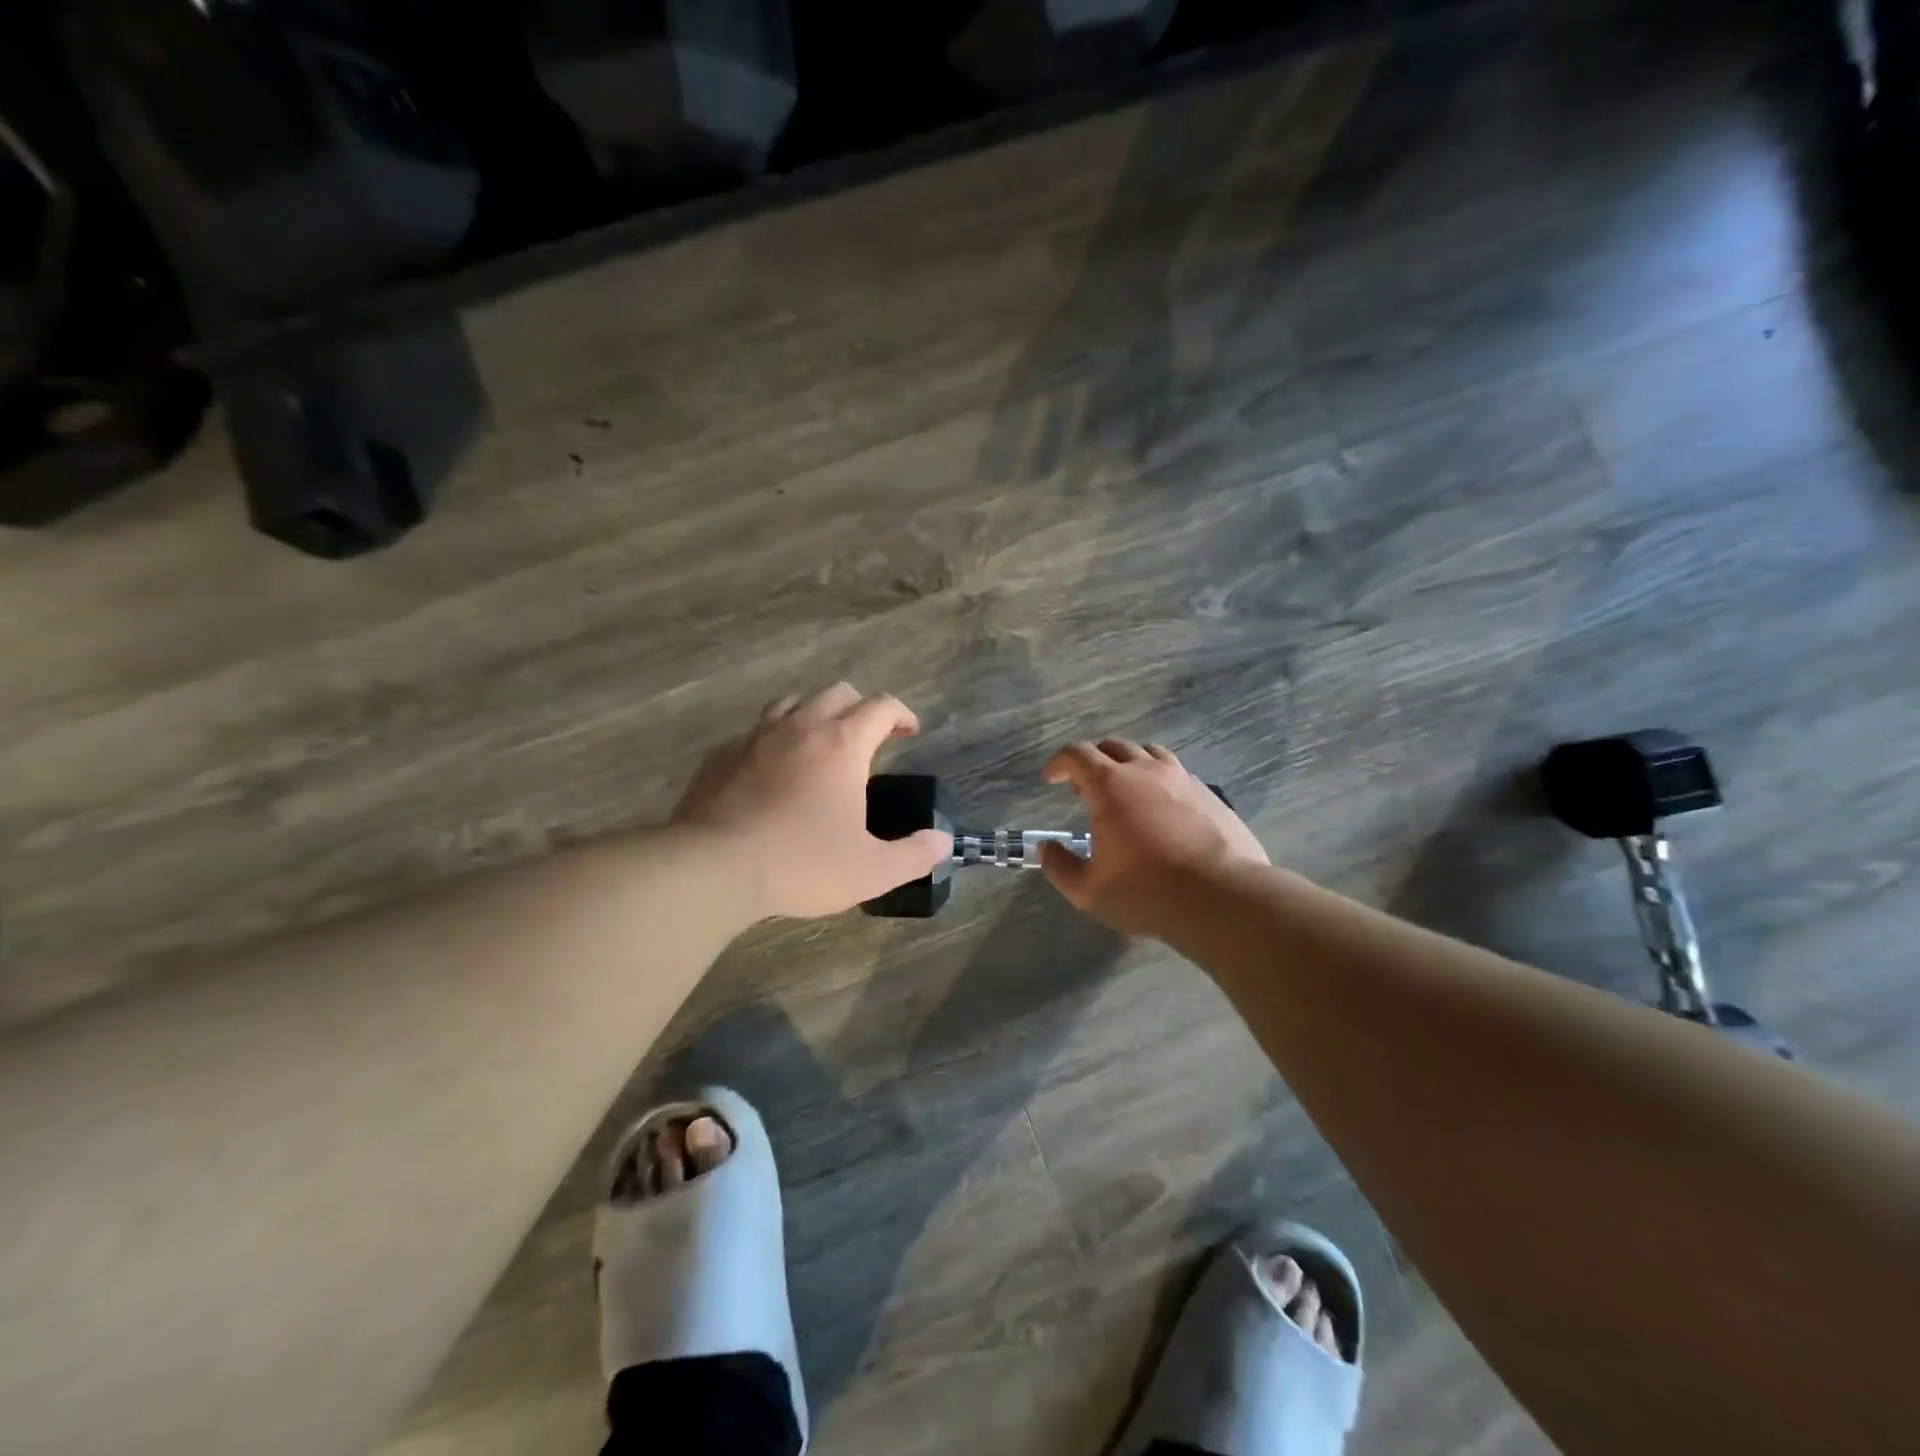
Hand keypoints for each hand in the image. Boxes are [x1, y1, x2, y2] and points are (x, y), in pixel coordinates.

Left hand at [671, 684, 951, 918]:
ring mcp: (756, 737)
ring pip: (792, 702)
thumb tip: (943, 842)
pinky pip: (755, 731)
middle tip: (870, 738)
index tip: (909, 731)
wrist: (713, 867)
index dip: (902, 714)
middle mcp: (801, 727)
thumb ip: (914, 855)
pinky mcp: (722, 755)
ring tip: (821, 742)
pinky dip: (773, 739)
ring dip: (815, 714)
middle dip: (861, 708)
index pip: (881, 706)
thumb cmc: (801, 864)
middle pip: (838, 693)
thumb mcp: (871, 871)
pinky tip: (772, 769)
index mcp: (842, 744)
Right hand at [1038, 738, 1268, 938]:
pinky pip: (1178, 774)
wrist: (1222, 898)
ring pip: (1149, 753)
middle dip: (1092, 761)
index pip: (1076, 754)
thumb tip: (1046, 848)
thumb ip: (1060, 866)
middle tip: (1084, 788)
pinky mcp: (1210, 795)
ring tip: (1125, 790)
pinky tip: (1163, 809)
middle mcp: (1145, 770)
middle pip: (1113, 746)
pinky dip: (1160, 781)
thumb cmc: (1146, 892)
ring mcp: (1182, 779)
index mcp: (1110, 785)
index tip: (1051, 778)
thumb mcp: (1088, 890)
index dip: (1059, 763)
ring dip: (1129, 764)